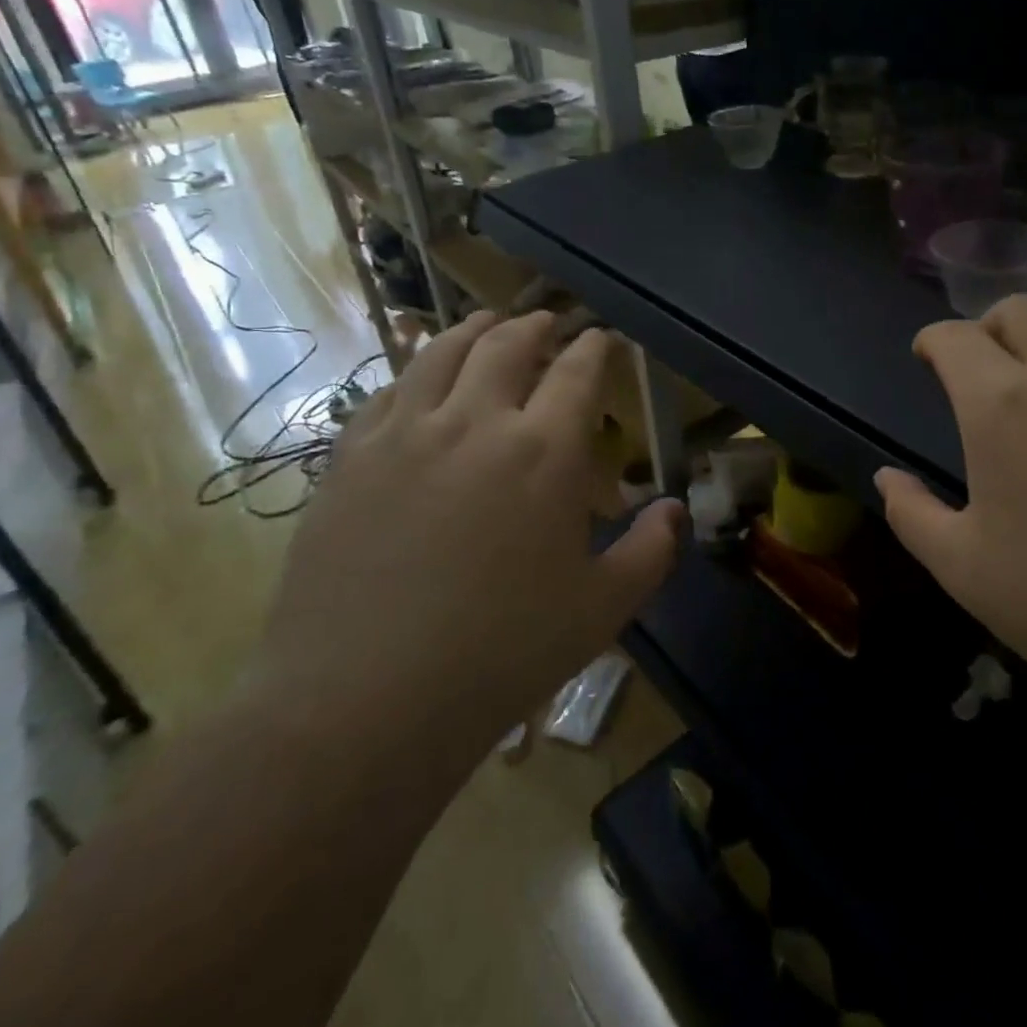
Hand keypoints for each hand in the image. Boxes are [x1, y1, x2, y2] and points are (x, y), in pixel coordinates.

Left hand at [254, 311, 683, 751]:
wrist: (360, 704)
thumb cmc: (499, 656)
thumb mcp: (600, 610)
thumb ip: (650, 551)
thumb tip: (677, 509)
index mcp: (544, 452)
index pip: (578, 370)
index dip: (596, 346)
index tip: (605, 339)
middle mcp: (475, 423)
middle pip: (508, 344)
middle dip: (537, 326)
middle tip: (549, 323)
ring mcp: (404, 434)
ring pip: (441, 353)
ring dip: (473, 330)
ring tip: (488, 323)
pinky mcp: (349, 458)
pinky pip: (386, 391)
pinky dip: (415, 371)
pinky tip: (419, 380)